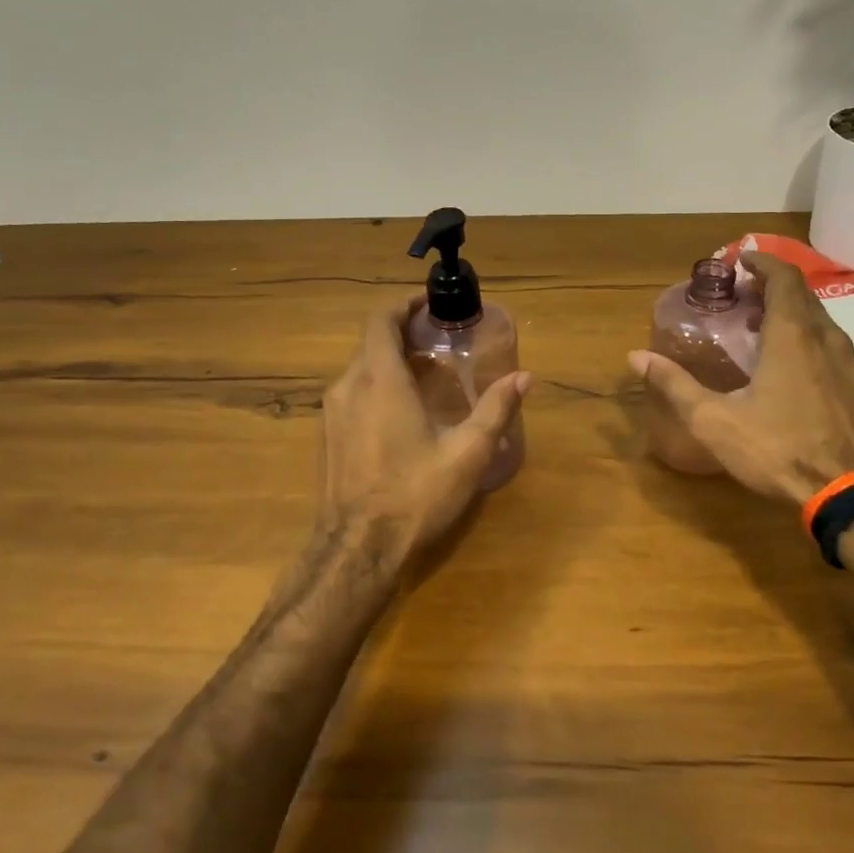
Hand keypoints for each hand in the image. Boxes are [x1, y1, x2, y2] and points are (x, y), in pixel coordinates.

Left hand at [316, 297, 529, 579]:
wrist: (358, 550)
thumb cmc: (414, 494)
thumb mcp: (467, 453)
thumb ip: (495, 410)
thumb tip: (524, 377)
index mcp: (380, 380)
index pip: (381, 319)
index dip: (404, 304)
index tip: (430, 302)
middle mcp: (349, 386)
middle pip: (373, 341)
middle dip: (406, 332)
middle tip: (442, 339)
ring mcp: (333, 412)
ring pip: (362, 367)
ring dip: (393, 359)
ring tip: (431, 372)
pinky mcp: (329, 435)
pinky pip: (355, 391)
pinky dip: (380, 383)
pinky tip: (407, 408)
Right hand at [630, 252, 853, 505]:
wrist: (847, 493)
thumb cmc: (777, 449)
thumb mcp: (715, 420)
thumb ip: (675, 385)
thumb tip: (636, 357)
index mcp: (792, 336)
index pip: (784, 278)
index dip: (762, 262)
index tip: (739, 261)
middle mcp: (825, 338)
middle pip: (801, 295)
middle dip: (770, 286)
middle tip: (740, 294)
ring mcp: (847, 362)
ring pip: (817, 319)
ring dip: (788, 312)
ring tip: (757, 324)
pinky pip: (828, 342)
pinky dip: (804, 335)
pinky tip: (786, 363)